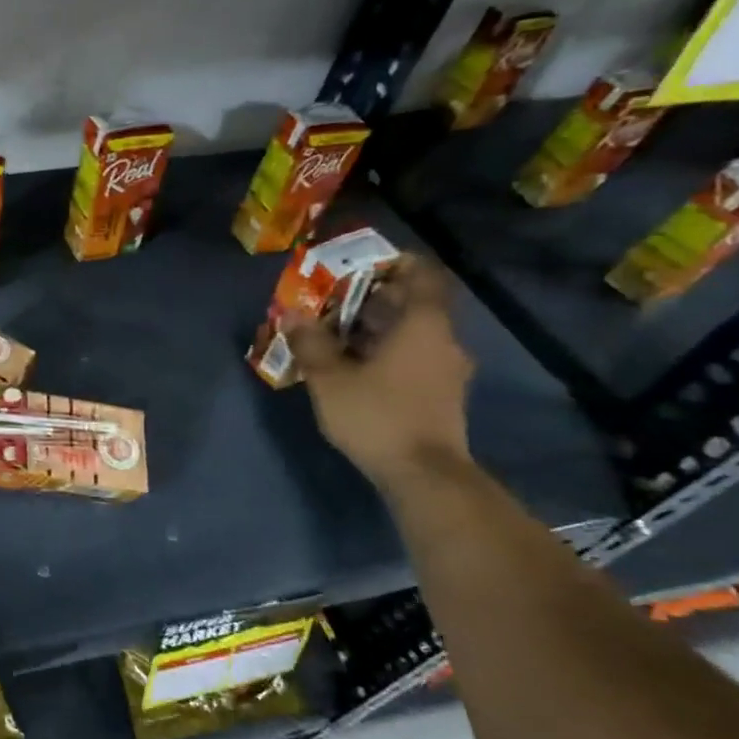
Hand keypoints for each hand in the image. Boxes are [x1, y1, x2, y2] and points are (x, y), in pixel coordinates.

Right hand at [285, 256, 474, 488]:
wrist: (422, 474)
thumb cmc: (377, 415)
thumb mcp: (330, 379)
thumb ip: (311, 343)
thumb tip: (292, 314)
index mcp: (424, 326)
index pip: (424, 276)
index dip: (397, 263)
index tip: (363, 265)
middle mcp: (444, 341)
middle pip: (414, 305)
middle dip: (374, 299)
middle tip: (334, 301)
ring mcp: (446, 370)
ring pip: (413, 334)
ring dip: (379, 328)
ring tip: (337, 334)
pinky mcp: (441, 395)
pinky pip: (414, 357)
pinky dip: (388, 352)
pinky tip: (356, 366)